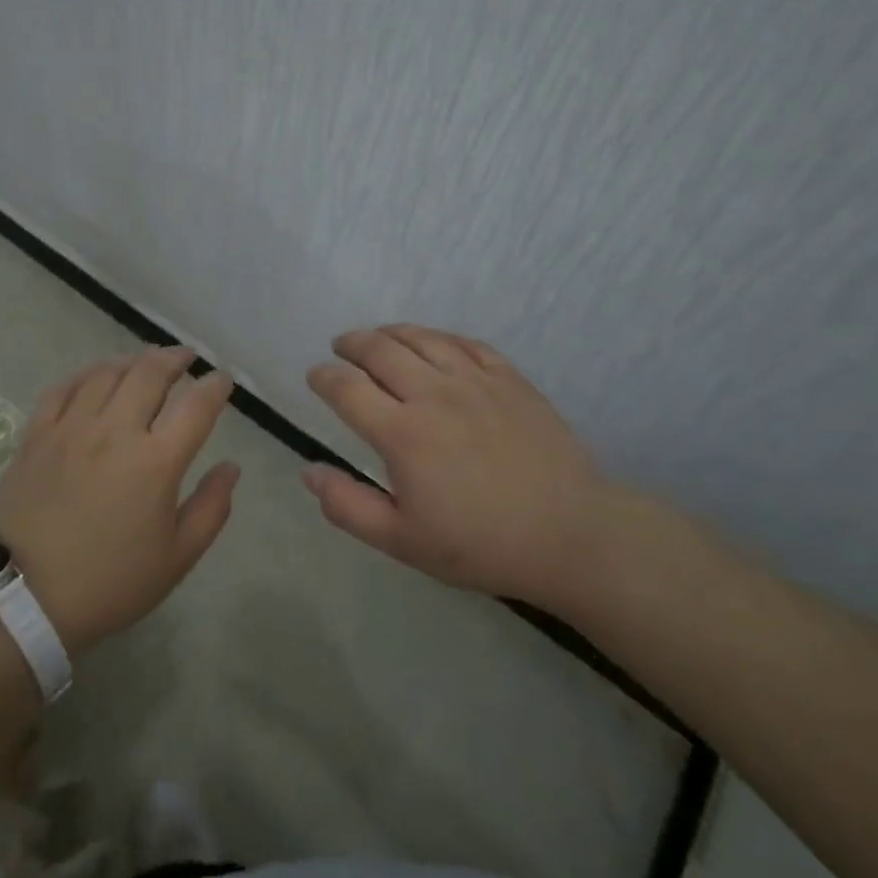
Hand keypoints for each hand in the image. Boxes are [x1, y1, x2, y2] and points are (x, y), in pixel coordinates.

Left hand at [0, 346, 238, 656]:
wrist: (23, 600)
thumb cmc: (110, 583)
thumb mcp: (177, 558)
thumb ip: (211, 508)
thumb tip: (231, 467)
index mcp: (156, 461)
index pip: (196, 405)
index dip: (215, 386)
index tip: (222, 380)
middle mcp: (115, 431)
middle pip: (151, 374)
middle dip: (175, 358)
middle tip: (186, 358)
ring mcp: (71, 428)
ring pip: (107, 373)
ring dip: (133, 361)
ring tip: (145, 363)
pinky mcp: (37, 435)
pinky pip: (64, 388)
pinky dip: (86, 374)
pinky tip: (95, 377)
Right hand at [303, 325, 633, 605]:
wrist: (569, 534)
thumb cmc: (479, 544)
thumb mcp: (402, 541)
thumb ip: (348, 506)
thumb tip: (308, 472)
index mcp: (402, 433)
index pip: (347, 388)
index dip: (323, 377)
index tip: (315, 376)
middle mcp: (434, 394)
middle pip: (380, 350)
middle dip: (351, 344)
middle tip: (341, 347)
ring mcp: (475, 381)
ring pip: (421, 338)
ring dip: (390, 333)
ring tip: (378, 338)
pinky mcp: (510, 378)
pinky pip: (465, 342)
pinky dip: (438, 337)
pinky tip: (433, 343)